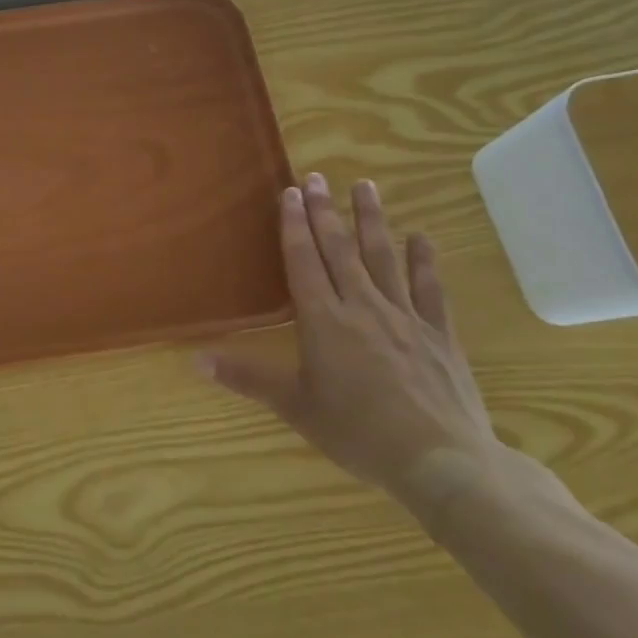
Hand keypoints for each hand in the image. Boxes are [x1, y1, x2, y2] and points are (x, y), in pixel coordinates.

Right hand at [198, 174, 500, 516]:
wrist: (442, 461)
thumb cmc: (359, 433)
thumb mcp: (295, 407)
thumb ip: (247, 378)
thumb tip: (194, 358)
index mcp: (324, 321)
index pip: (304, 261)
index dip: (294, 225)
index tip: (290, 192)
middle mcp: (362, 307)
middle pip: (340, 249)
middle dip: (325, 211)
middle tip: (317, 177)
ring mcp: (404, 317)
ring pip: (384, 257)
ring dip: (372, 220)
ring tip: (365, 186)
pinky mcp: (438, 333)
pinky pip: (429, 288)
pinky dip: (424, 260)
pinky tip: (421, 237)